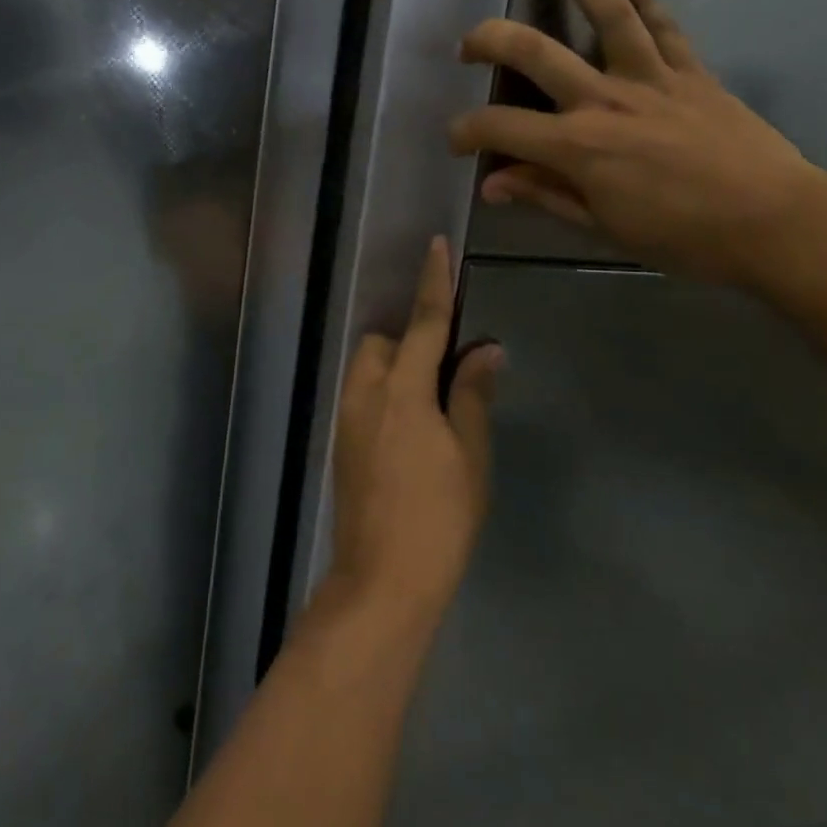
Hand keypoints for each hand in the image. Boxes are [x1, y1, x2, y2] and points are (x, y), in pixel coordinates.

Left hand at [326, 238, 503, 622]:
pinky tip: (410, 432)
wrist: (383, 580)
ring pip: (366, 369)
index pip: (423, 323)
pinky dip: (384, 394)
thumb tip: (486, 349)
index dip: (432, 283)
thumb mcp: (470, 455)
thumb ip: (472, 394)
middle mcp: (365, 394)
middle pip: (381, 343)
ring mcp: (346, 420)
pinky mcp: (340, 444)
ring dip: (394, 368)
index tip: (435, 246)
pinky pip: (361, 397)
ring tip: (430, 406)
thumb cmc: (439, 517)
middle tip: (445, 375)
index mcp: (402, 391)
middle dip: (409, 341)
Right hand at [449, 0, 826, 285]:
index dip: (467, 131)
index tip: (457, 141)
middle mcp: (605, 99)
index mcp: (579, 147)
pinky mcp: (690, 71)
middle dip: (490, 40)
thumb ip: (546, 195)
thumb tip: (492, 183)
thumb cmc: (684, 237)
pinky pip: (663, 24)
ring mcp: (650, 78)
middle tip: (467, 42)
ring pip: (606, 12)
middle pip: (535, 52)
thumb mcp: (604, 227)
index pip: (500, 127)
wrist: (775, 223)